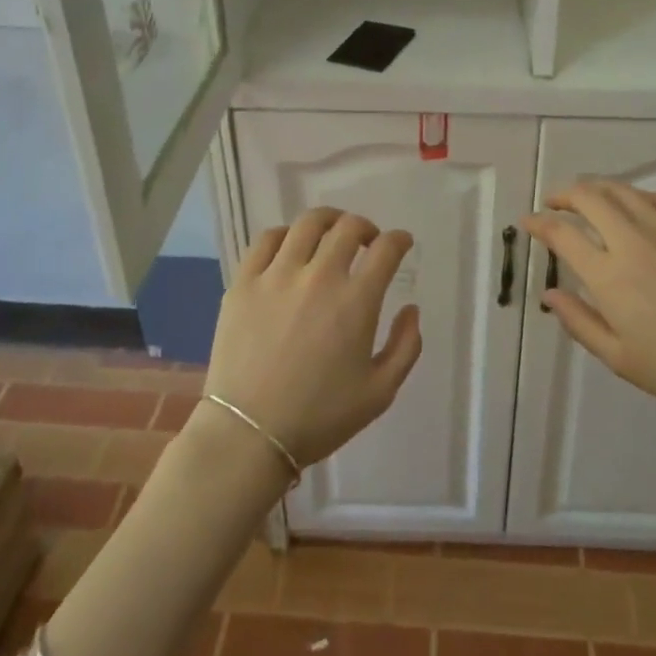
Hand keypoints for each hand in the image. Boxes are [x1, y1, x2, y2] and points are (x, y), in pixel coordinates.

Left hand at [202, 208, 422, 472]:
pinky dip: (286, 234)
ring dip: (329, 221)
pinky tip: (291, 246)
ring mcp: (277, 275)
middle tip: (368, 241)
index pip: (386, 249)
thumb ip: (406, 346)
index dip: (399, 240)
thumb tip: (411, 309)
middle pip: (349, 227)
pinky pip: (267, 239)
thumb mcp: (380, 393)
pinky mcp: (244, 281)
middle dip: (367, 227)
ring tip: (331, 233)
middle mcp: (319, 276)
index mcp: (356, 301)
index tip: (401, 243)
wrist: (249, 434)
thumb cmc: (319, 417)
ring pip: (308, 223)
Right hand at [522, 181, 655, 430]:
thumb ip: (580, 322)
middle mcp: (633, 240)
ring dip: (598, 189)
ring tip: (589, 199)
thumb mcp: (621, 359)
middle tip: (554, 204)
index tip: (528, 222)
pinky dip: (639, 196)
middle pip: (589, 197)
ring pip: (623, 191)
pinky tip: (638, 206)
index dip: (538, 223)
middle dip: (564, 195)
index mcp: (609, 274)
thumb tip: (550, 295)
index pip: (562, 234)